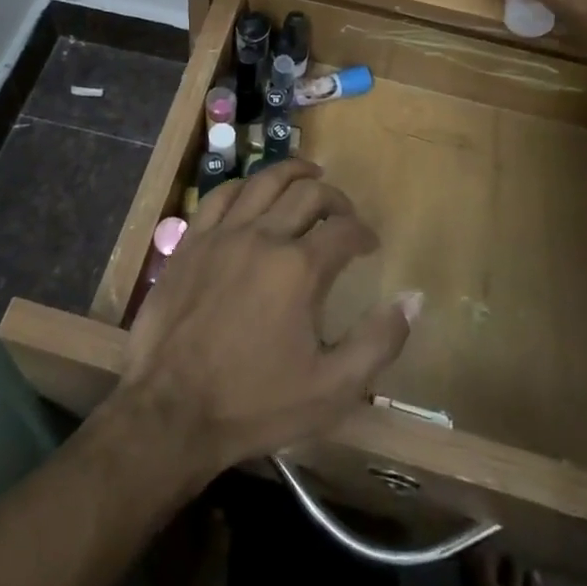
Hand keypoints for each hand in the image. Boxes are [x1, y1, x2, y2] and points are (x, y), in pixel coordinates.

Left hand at [119, 162, 415, 476]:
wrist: (171, 412)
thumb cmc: (256, 403)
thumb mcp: (332, 389)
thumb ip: (379, 341)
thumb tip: (414, 299)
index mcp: (300, 268)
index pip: (344, 230)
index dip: (363, 233)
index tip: (369, 244)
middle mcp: (264, 236)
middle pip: (307, 194)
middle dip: (334, 198)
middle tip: (344, 213)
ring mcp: (223, 234)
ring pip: (263, 181)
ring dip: (292, 173)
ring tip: (308, 176)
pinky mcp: (191, 240)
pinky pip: (220, 195)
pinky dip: (244, 186)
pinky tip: (252, 191)